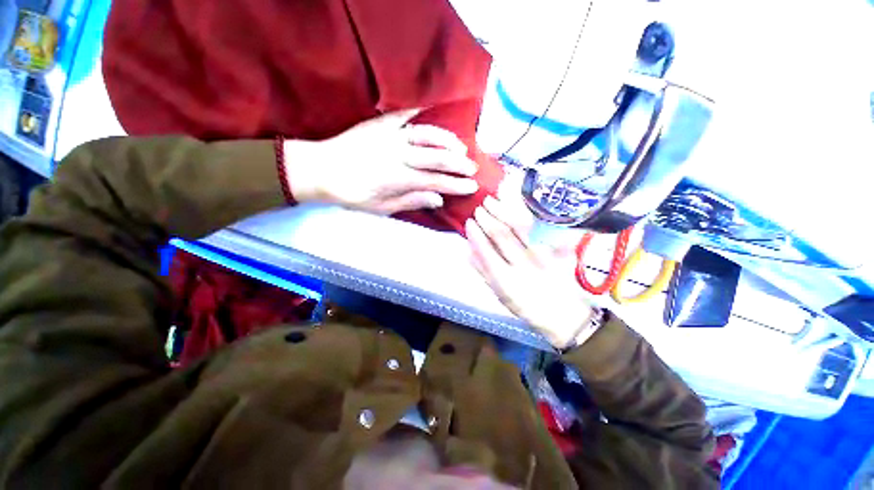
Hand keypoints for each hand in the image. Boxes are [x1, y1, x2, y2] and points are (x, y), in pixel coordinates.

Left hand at [283, 109, 478, 213]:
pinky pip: (405, 115)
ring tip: (461, 146)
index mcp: (399, 178)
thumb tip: (438, 200)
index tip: (473, 186)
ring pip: (427, 134)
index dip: (456, 184)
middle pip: (437, 157)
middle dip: (459, 163)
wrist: (321, 168)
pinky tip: (434, 114)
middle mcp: (399, 154)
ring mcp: (390, 135)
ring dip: (447, 139)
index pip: (436, 181)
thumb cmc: (352, 194)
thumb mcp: (381, 208)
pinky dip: (422, 113)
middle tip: (474, 167)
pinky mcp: (381, 123)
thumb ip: (411, 201)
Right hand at [466, 193, 597, 348]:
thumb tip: (467, 251)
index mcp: (506, 280)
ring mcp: (542, 255)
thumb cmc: (526, 305)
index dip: (476, 235)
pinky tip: (517, 204)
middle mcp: (523, 265)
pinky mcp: (556, 250)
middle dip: (488, 218)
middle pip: (502, 235)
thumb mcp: (499, 294)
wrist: (563, 313)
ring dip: (503, 211)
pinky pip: (540, 227)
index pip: (486, 251)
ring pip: (520, 226)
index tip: (469, 222)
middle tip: (479, 208)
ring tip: (492, 201)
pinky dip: (526, 213)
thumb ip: (482, 272)